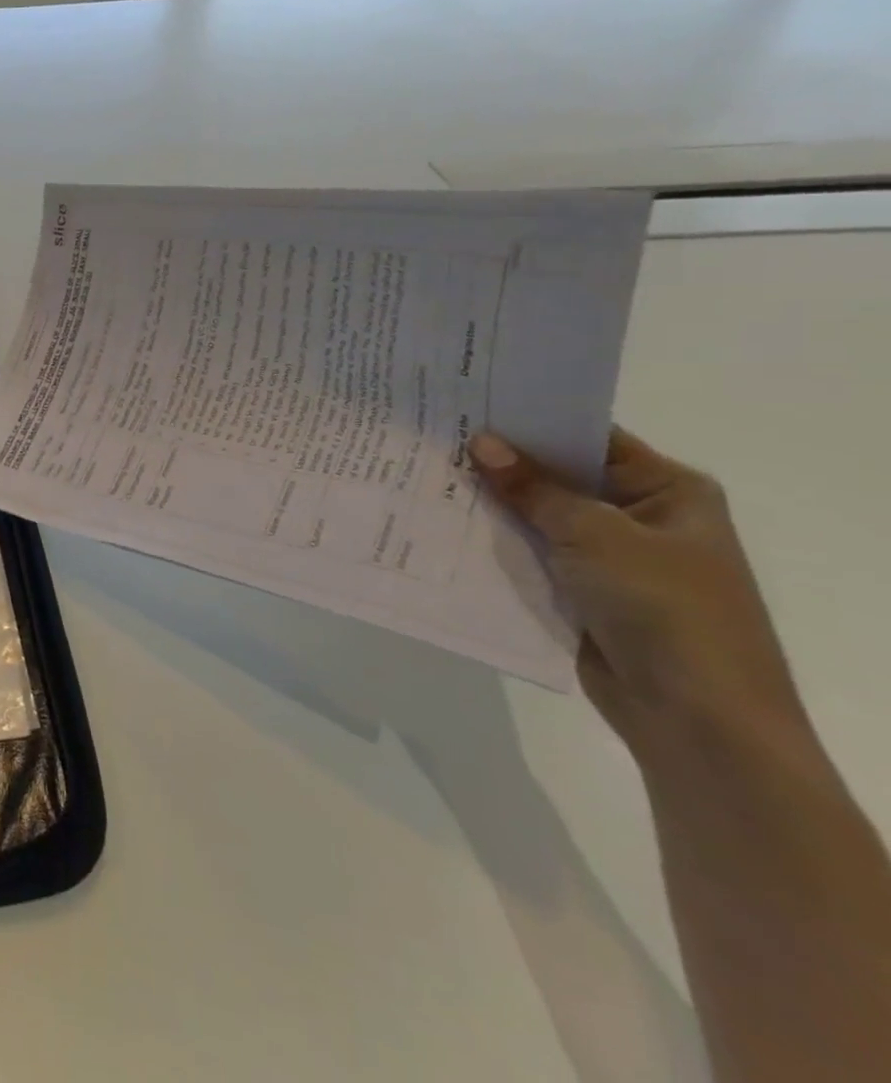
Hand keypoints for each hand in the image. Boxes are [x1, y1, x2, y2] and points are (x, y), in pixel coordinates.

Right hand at [469, 428, 805, 754]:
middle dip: (502, 462)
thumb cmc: (664, 608)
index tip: (472, 401)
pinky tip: (443, 521)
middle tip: (436, 433)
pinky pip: (529, 553)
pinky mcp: (579, 591)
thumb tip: (482, 442)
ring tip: (425, 471)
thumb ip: (534, 488)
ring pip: (537, 516)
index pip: (590, 438)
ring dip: (493, 502)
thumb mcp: (595, 535)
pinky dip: (494, 540)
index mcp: (667, 491)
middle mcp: (639, 517)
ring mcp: (609, 557)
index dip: (533, 420)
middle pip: (560, 476)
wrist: (694, 717)